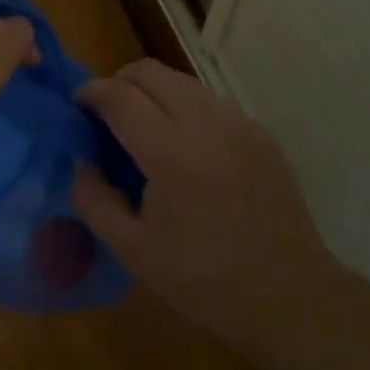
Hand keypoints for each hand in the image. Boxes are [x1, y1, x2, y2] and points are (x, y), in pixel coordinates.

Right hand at [72, 60, 340, 369]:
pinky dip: (182, 107)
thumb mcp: (133, 252)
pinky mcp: (258, 130)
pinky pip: (207, 100)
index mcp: (171, 152)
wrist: (292, 298)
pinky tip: (183, 149)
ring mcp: (237, 121)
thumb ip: (94, 199)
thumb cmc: (206, 282)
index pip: (118, 95)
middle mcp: (205, 122)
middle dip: (117, 83)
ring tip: (143, 131)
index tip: (77, 110)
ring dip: (151, 92)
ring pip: (179, 80)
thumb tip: (83, 160)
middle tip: (106, 118)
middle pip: (148, 71)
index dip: (89, 94)